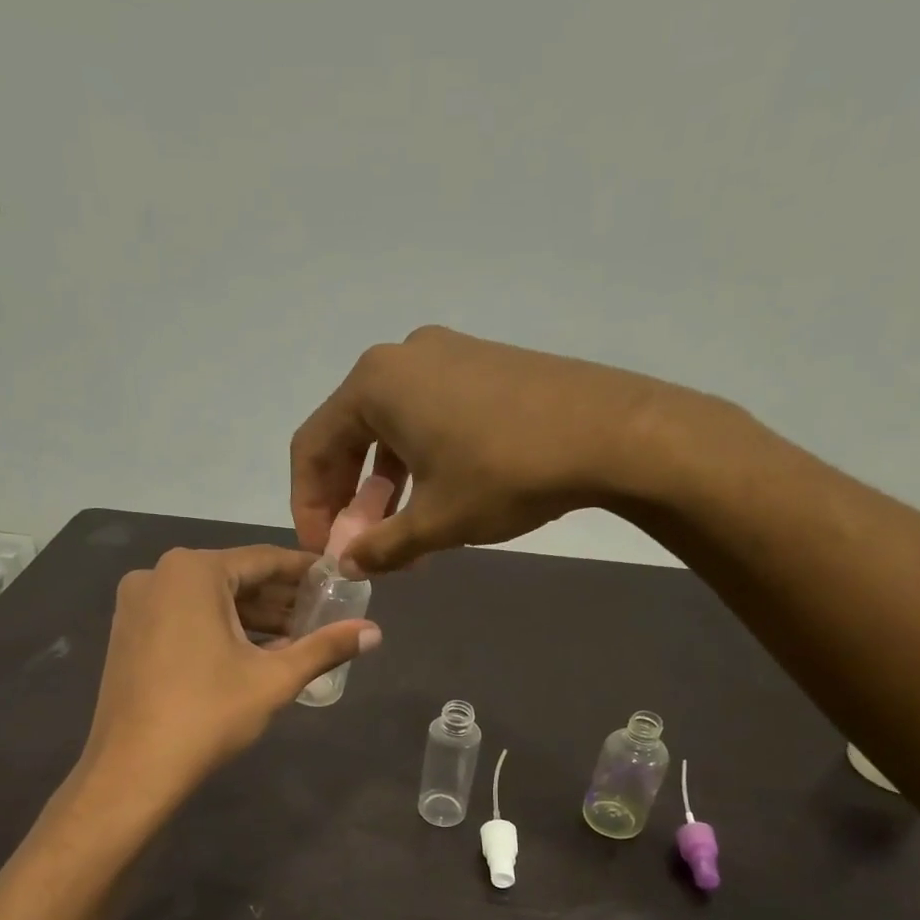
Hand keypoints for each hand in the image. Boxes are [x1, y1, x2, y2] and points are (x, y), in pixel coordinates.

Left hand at [78, 545, 379, 806]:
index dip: (305, 571)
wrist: (132, 769)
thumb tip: (375, 631)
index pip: (264, 559)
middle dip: (279, 599)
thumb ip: (325, 648)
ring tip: (295, 639)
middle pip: (235, 578)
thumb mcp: (274, 679)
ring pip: (209, 600)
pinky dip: (220, 629)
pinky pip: (185, 617)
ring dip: (252, 618)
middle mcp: (158, 574)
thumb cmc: (208, 714)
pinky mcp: (128, 632)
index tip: (336, 580)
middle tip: (321, 616)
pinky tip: (253, 653)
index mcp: (193, 571)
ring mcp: (137, 604)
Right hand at [291, 326, 725, 572]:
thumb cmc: (506, 474)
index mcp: (374, 384)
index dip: (309, 506)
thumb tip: (348, 565)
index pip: (312, 448)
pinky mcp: (480, 364)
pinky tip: (434, 497)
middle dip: (346, 497)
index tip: (324, 551)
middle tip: (358, 544)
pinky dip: (415, 460)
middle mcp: (400, 358)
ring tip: (397, 531)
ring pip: (388, 426)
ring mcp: (445, 355)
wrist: (611, 432)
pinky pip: (424, 415)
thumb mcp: (435, 521)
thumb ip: (380, 547)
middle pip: (347, 434)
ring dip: (382, 484)